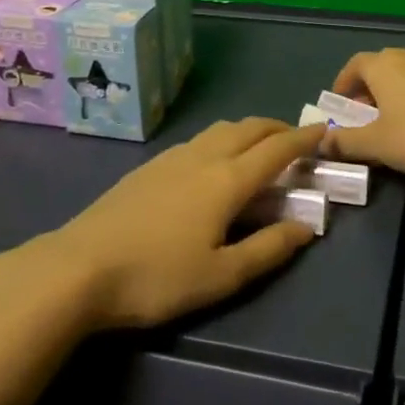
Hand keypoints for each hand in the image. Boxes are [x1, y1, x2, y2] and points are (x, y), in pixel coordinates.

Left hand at [44, 119, 321, 329]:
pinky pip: (199, 139)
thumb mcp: (221, 276)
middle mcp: (204, 156)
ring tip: (258, 148)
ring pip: (221, 129)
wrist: (79, 266)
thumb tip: (307, 227)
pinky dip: (222, 139)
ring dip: (248, 130)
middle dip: (277, 128)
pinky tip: (213, 163)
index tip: (324, 131)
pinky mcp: (150, 166)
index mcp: (227, 180)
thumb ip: (268, 249)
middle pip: (249, 128)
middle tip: (295, 139)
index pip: (276, 149)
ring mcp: (173, 157)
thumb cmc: (157, 277)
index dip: (303, 138)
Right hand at [323, 48, 404, 181]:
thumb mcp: (376, 144)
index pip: (354, 65)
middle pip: (381, 65)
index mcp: (382, 65)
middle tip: (364, 113)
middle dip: (369, 88)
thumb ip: (345, 141)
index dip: (343, 83)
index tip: (339, 103)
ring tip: (394, 116)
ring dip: (395, 89)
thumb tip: (322, 141)